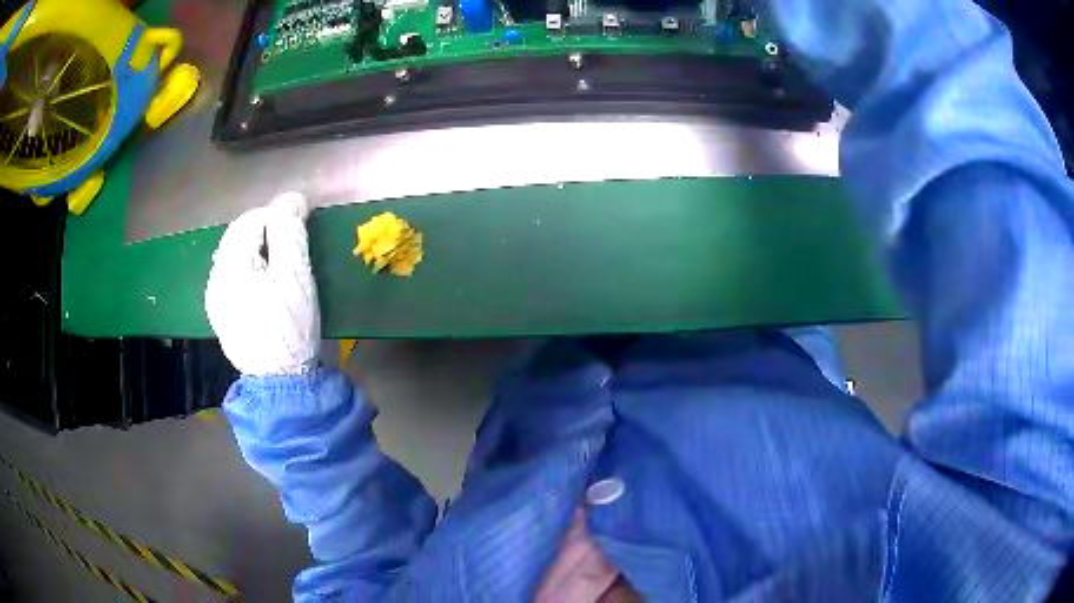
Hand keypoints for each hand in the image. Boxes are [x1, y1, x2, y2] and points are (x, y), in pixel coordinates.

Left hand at [205, 192, 319, 375]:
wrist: (279, 383)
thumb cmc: (290, 327)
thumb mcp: (296, 275)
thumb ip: (290, 231)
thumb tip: (291, 198)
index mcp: (231, 265)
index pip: (252, 219)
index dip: (278, 216)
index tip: (301, 230)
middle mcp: (215, 277)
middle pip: (239, 236)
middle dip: (266, 232)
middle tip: (294, 249)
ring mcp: (215, 297)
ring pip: (235, 255)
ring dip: (258, 250)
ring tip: (281, 266)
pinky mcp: (221, 314)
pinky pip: (232, 276)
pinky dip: (250, 270)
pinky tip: (265, 286)